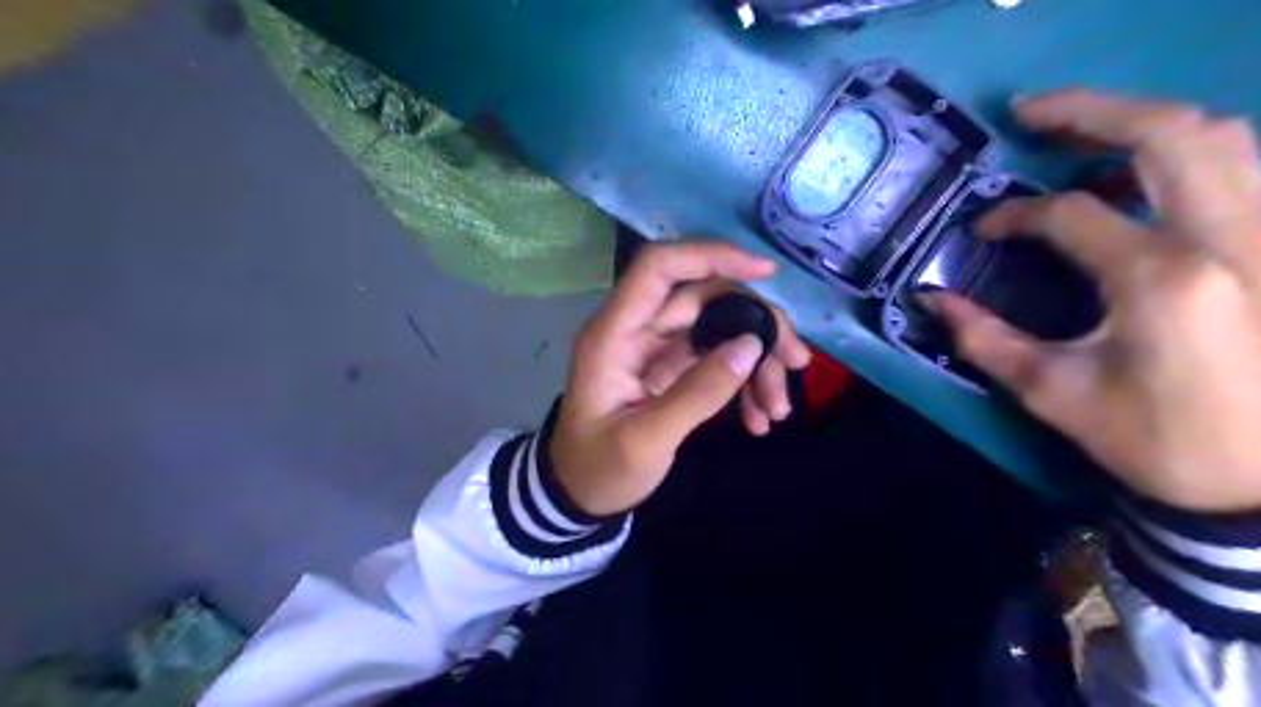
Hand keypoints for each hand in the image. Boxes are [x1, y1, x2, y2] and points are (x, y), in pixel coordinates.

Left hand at [550, 241, 805, 514]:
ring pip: (718, 328)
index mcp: (614, 334)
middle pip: (705, 298)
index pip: (660, 267)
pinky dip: (743, 381)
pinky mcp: (672, 368)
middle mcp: (636, 329)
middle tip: (796, 362)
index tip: (766, 273)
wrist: (580, 495)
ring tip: (778, 408)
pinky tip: (758, 417)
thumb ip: (697, 394)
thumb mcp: (646, 441)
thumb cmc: (600, 468)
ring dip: (757, 360)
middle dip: (757, 324)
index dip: (711, 256)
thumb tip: (750, 345)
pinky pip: (716, 358)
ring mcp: (656, 348)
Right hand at [925, 92, 1260, 513]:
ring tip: (1085, 133)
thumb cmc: (1159, 439)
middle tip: (1030, 112)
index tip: (981, 231)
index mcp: (1160, 279)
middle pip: (1167, 133)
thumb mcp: (1054, 394)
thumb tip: (930, 302)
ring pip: (1221, 138)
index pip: (1069, 214)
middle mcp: (1229, 237)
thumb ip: (985, 340)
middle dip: (1089, 111)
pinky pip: (1246, 168)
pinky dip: (1190, 153)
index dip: (1013, 215)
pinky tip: (1148, 174)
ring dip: (1142, 123)